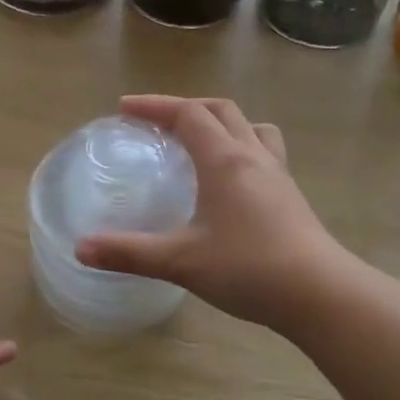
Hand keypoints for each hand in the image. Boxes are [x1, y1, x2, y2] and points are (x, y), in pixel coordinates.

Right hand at [75, 95, 347, 331]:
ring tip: (200, 142)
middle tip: (158, 123)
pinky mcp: (291, 196)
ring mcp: (278, 175)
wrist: (319, 293)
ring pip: (251, 128)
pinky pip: (265, 153)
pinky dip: (241, 149)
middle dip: (186, 108)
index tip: (125, 109)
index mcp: (224, 160)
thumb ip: (129, 252)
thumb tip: (80, 249)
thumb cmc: (248, 268)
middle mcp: (253, 157)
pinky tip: (231, 182)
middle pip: (221, 110)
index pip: (188, 113)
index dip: (155, 106)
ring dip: (222, 123)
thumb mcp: (180, 261)